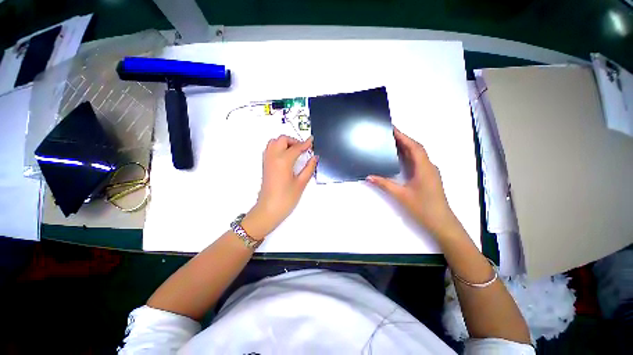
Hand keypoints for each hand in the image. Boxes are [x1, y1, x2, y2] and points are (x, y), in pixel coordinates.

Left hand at [242, 135, 317, 239]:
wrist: (268, 210)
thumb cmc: (286, 199)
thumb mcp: (301, 183)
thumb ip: (309, 168)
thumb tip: (314, 158)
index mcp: (283, 161)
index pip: (296, 147)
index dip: (306, 144)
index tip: (312, 141)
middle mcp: (273, 157)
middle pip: (282, 139)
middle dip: (294, 141)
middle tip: (303, 149)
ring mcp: (267, 160)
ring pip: (274, 142)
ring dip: (285, 143)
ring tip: (295, 152)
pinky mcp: (264, 165)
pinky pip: (270, 149)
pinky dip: (278, 147)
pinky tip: (286, 157)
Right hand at [367, 127, 461, 238]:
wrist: (441, 222)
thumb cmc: (423, 208)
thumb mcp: (401, 195)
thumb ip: (384, 184)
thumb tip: (369, 176)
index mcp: (424, 168)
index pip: (414, 146)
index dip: (404, 136)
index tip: (392, 129)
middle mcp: (429, 166)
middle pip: (417, 148)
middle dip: (404, 139)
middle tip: (389, 134)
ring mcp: (430, 172)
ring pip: (418, 154)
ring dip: (407, 146)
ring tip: (392, 142)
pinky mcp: (428, 177)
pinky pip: (418, 161)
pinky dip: (409, 155)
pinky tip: (400, 157)